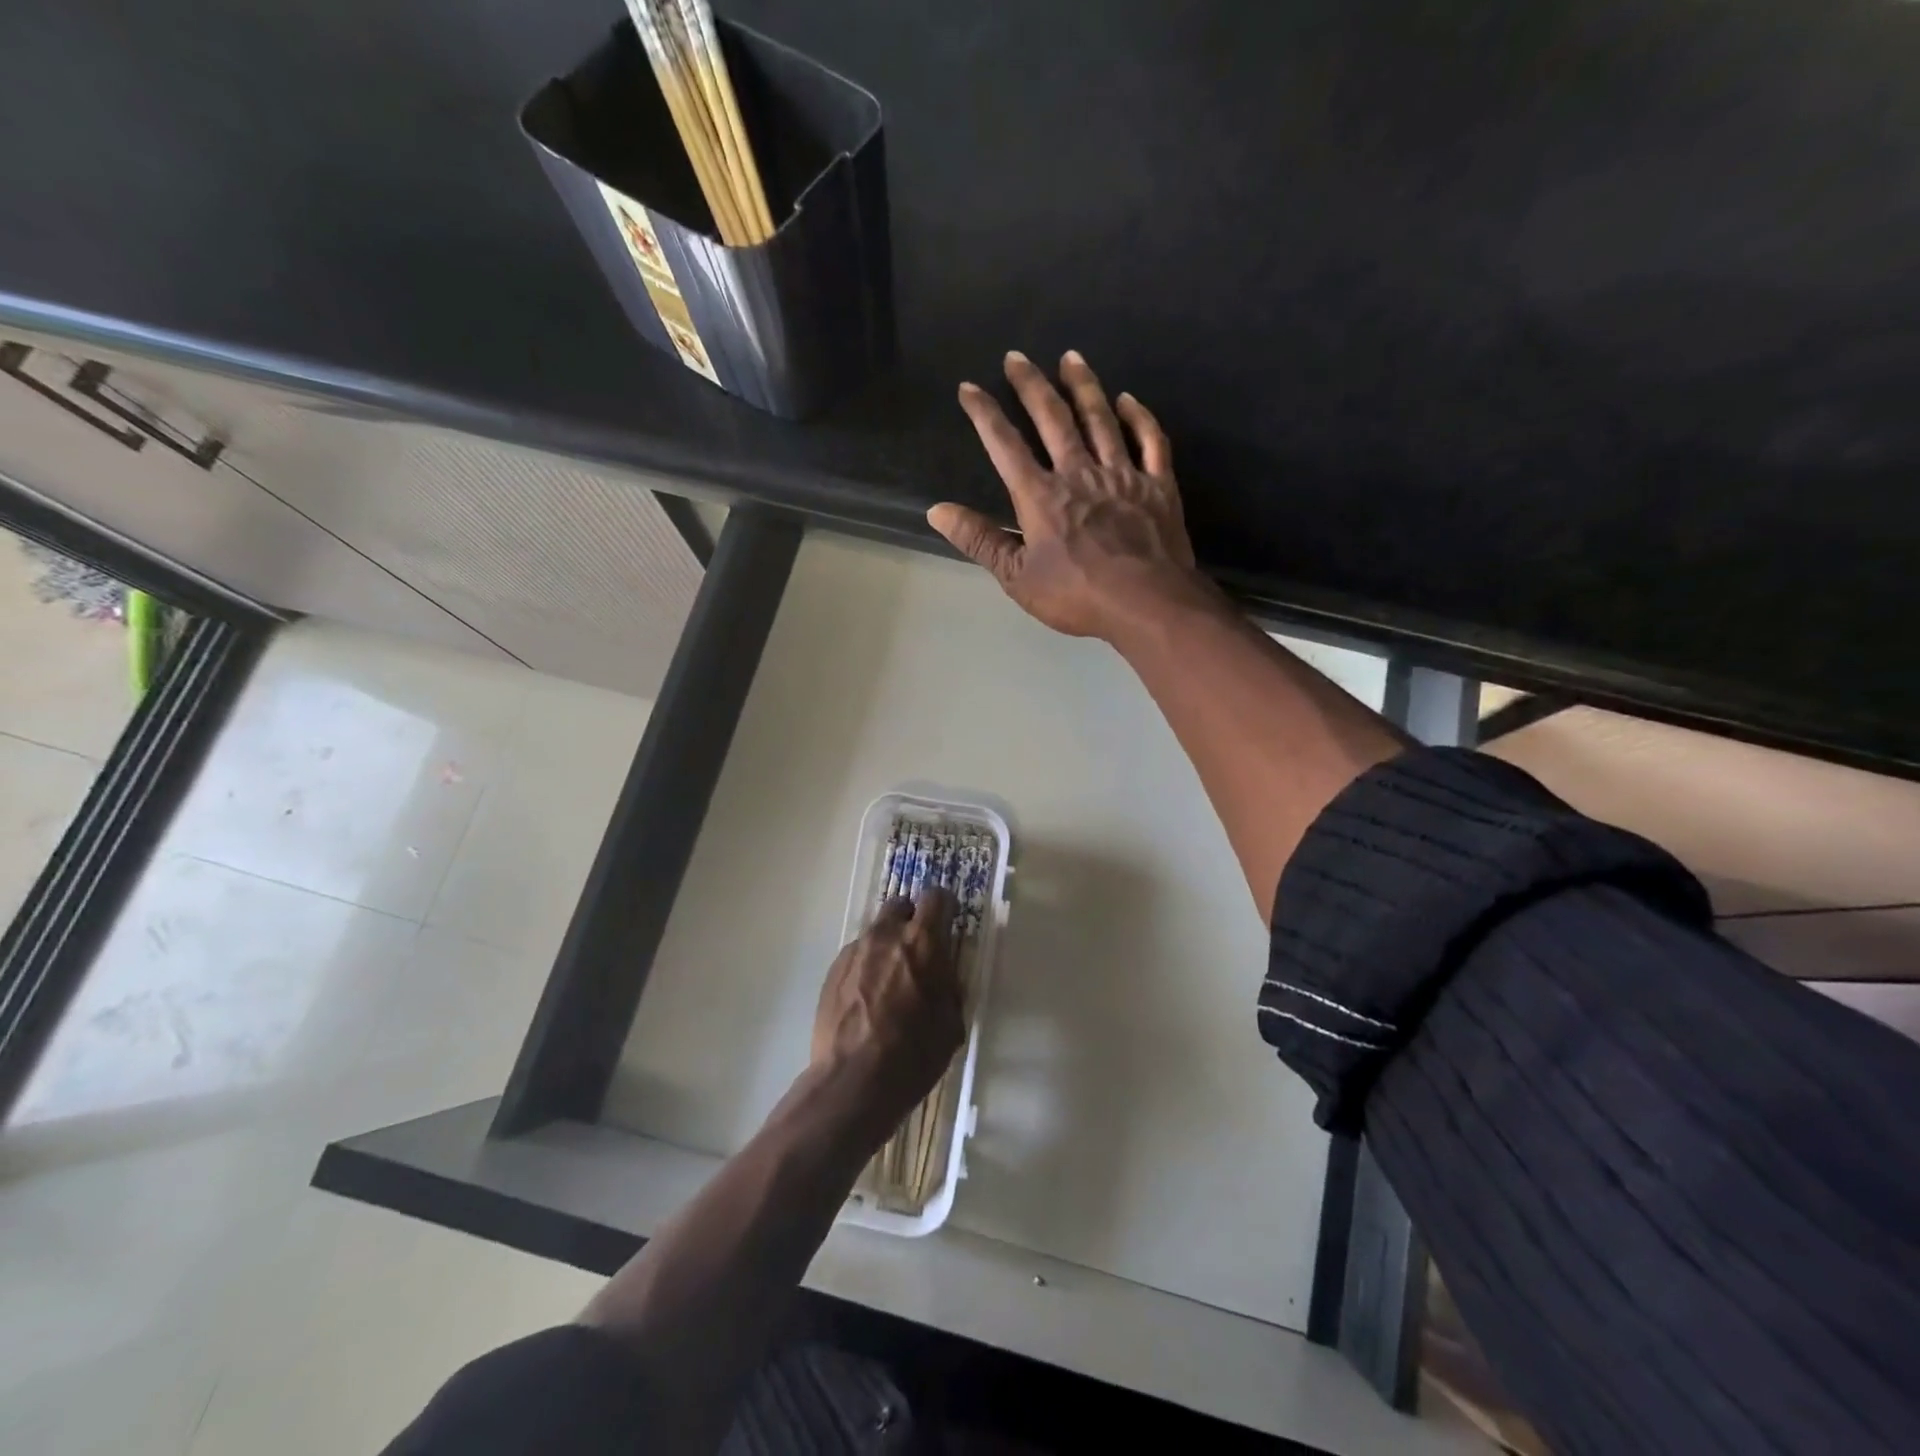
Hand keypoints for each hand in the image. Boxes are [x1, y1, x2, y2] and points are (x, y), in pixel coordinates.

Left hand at [811, 889, 964, 1139]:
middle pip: (900, 905)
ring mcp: (855, 951)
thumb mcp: (951, 1023)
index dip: (944, 908)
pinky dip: (866, 967)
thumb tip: (943, 974)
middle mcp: (886, 935)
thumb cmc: (913, 1054)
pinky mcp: (833, 970)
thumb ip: (948, 986)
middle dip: (911, 920)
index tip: (947, 924)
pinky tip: (867, 1000)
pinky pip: (857, 956)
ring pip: (876, 932)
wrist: (852, 1082)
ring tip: (889, 983)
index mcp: (922, 942)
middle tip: (918, 951)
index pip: (937, 897)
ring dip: (887, 946)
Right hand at [929, 350, 1213, 640]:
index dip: (984, 414)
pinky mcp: (1157, 485)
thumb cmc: (1076, 596)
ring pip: (1100, 419)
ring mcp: (1122, 475)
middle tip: (1017, 357)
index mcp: (1041, 496)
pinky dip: (1138, 417)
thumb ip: (980, 540)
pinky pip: (1150, 441)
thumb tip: (937, 510)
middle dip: (1031, 385)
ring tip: (1070, 357)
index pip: (1005, 445)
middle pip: (1052, 418)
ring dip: (1083, 386)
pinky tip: (1127, 400)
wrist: (1145, 604)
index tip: (969, 388)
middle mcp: (1079, 473)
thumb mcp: (1016, 577)